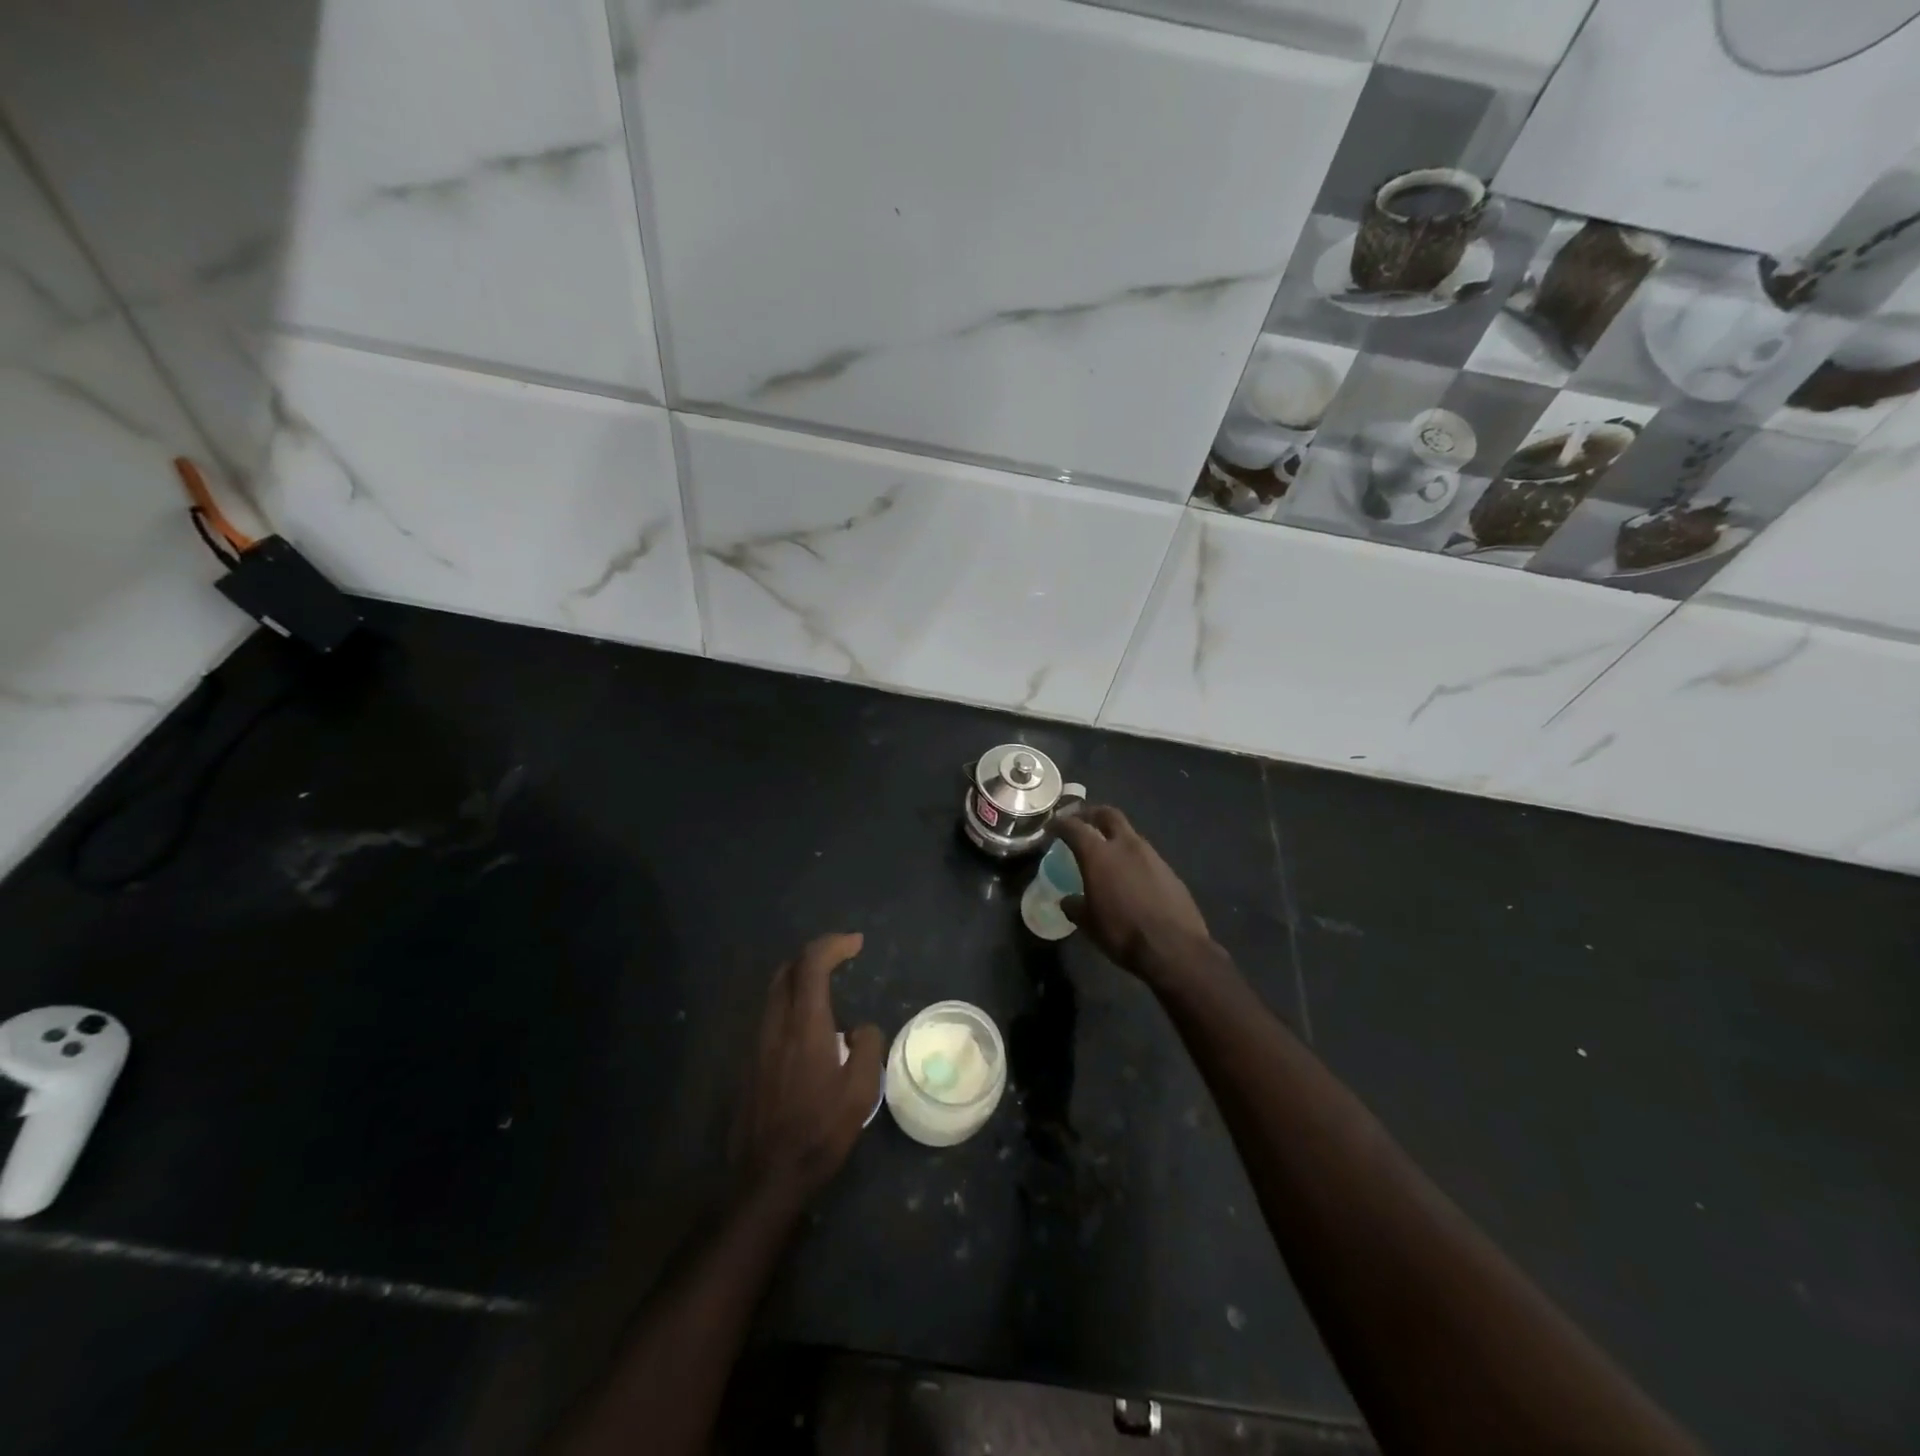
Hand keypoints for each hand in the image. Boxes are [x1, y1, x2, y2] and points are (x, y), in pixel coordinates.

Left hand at [731, 933, 883, 1209]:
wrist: (766, 1177)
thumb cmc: (819, 1132)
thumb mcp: (860, 1092)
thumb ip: (866, 1048)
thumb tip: (861, 1029)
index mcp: (805, 1026)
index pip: (811, 965)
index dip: (833, 945)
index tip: (856, 943)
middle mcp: (776, 1026)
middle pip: (787, 970)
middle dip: (814, 955)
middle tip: (840, 957)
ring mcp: (758, 1044)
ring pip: (774, 991)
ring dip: (799, 977)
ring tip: (827, 986)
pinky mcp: (750, 1062)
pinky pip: (770, 1014)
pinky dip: (790, 1001)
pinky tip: (808, 1025)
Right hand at [1055, 807, 1217, 988]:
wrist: (1175, 948)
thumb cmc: (1122, 933)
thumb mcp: (1088, 924)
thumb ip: (1074, 906)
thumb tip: (1068, 900)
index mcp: (1099, 854)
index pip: (1074, 827)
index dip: (1060, 824)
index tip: (1051, 827)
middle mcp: (1126, 845)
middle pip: (1108, 814)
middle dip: (1092, 814)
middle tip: (1081, 822)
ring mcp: (1152, 855)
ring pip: (1129, 834)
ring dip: (1115, 836)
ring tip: (1106, 852)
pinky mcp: (1169, 870)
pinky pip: (1145, 855)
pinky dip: (1132, 858)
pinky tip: (1129, 876)